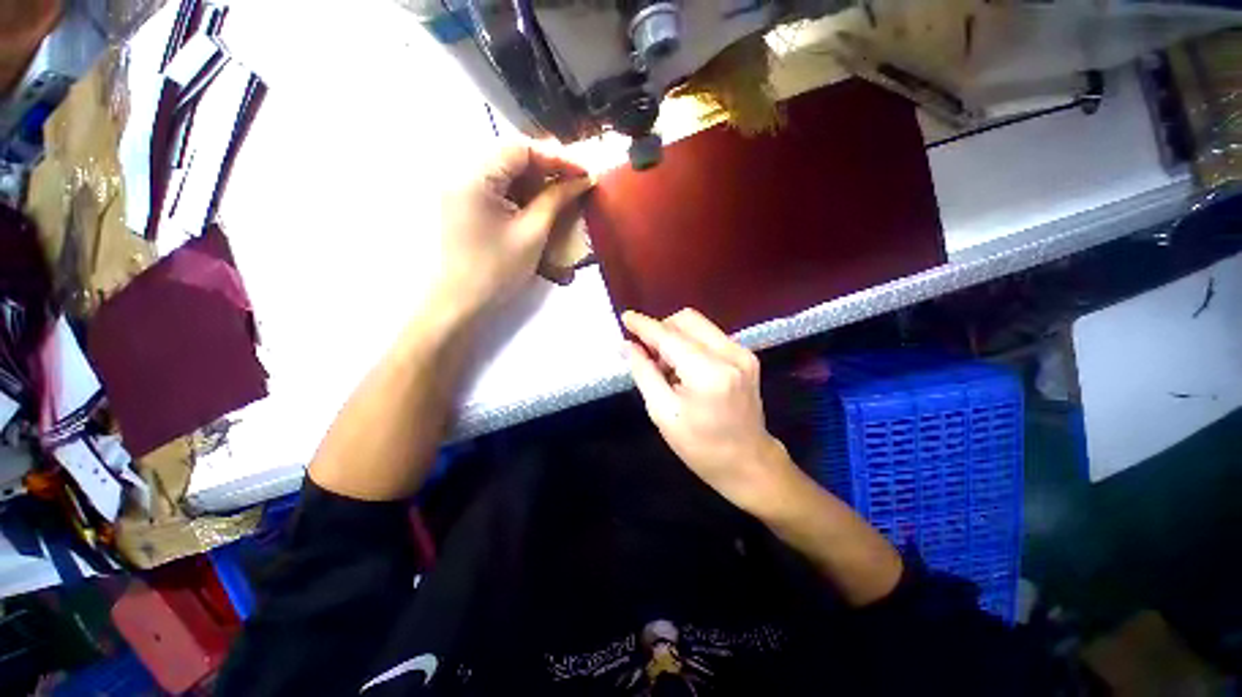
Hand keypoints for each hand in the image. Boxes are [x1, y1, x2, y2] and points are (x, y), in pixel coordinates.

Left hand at [432, 146, 591, 319]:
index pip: (520, 148)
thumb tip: (582, 180)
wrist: (460, 303)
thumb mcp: (532, 233)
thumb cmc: (497, 270)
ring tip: (563, 192)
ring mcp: (460, 187)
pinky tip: (540, 203)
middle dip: (547, 166)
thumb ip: (556, 200)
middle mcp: (461, 172)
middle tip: (577, 181)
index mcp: (474, 176)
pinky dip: (521, 191)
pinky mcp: (464, 202)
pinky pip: (497, 186)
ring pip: (505, 170)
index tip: (585, 172)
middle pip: (510, 155)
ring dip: (536, 179)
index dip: (556, 156)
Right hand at [623, 309, 794, 513]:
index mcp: (709, 373)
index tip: (625, 317)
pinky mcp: (746, 356)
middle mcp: (730, 354)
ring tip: (664, 365)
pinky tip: (683, 367)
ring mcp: (742, 353)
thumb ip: (644, 373)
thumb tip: (628, 346)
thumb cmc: (701, 447)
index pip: (669, 337)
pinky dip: (690, 344)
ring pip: (698, 325)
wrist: (749, 463)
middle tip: (645, 352)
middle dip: (661, 329)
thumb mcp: (663, 414)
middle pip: (686, 320)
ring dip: (675, 337)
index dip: (644, 326)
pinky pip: (709, 336)